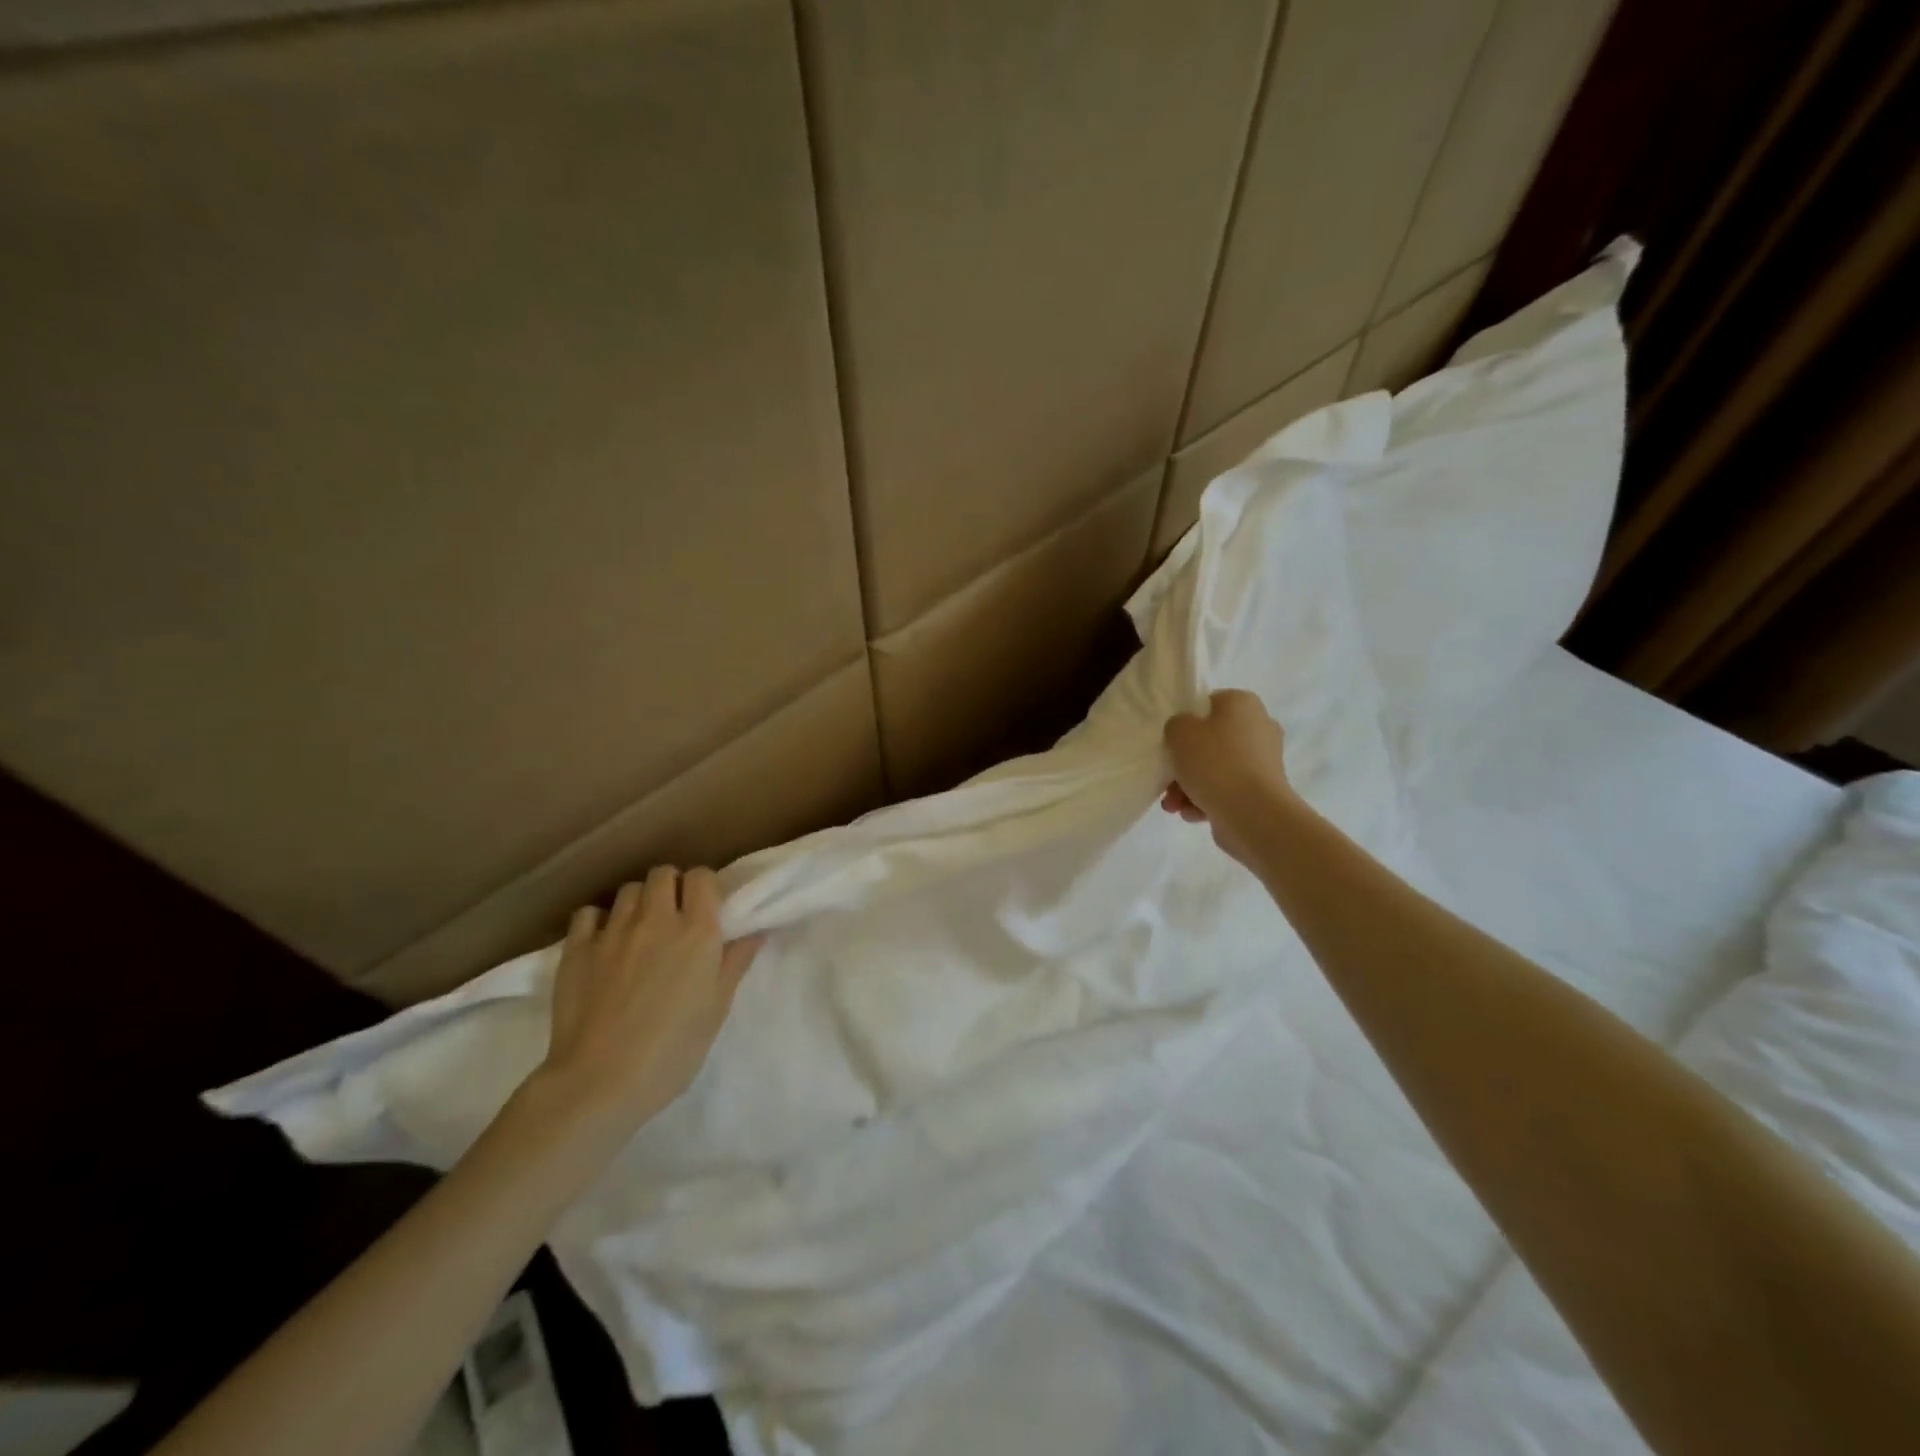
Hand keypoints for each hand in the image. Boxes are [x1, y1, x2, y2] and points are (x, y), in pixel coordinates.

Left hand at [535, 865, 764, 1131]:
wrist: (600, 1081)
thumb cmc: (672, 1051)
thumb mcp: (716, 1009)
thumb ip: (735, 963)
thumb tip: (757, 930)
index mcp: (697, 931)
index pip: (702, 877)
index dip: (704, 886)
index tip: (705, 907)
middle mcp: (656, 919)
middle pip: (663, 874)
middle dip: (671, 887)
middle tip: (674, 917)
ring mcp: (613, 931)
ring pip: (628, 890)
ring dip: (639, 902)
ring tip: (640, 930)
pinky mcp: (577, 948)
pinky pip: (588, 913)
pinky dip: (599, 920)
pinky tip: (604, 941)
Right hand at [1161, 690, 1296, 864]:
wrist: (1253, 814)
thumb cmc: (1215, 763)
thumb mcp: (1180, 732)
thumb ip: (1176, 725)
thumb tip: (1185, 733)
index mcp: (1243, 704)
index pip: (1208, 704)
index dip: (1186, 722)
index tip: (1170, 742)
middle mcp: (1259, 728)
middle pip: (1210, 742)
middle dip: (1184, 764)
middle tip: (1166, 780)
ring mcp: (1263, 762)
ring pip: (1215, 769)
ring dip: (1188, 787)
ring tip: (1173, 806)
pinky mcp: (1262, 792)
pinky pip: (1226, 790)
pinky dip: (1206, 801)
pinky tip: (1192, 814)